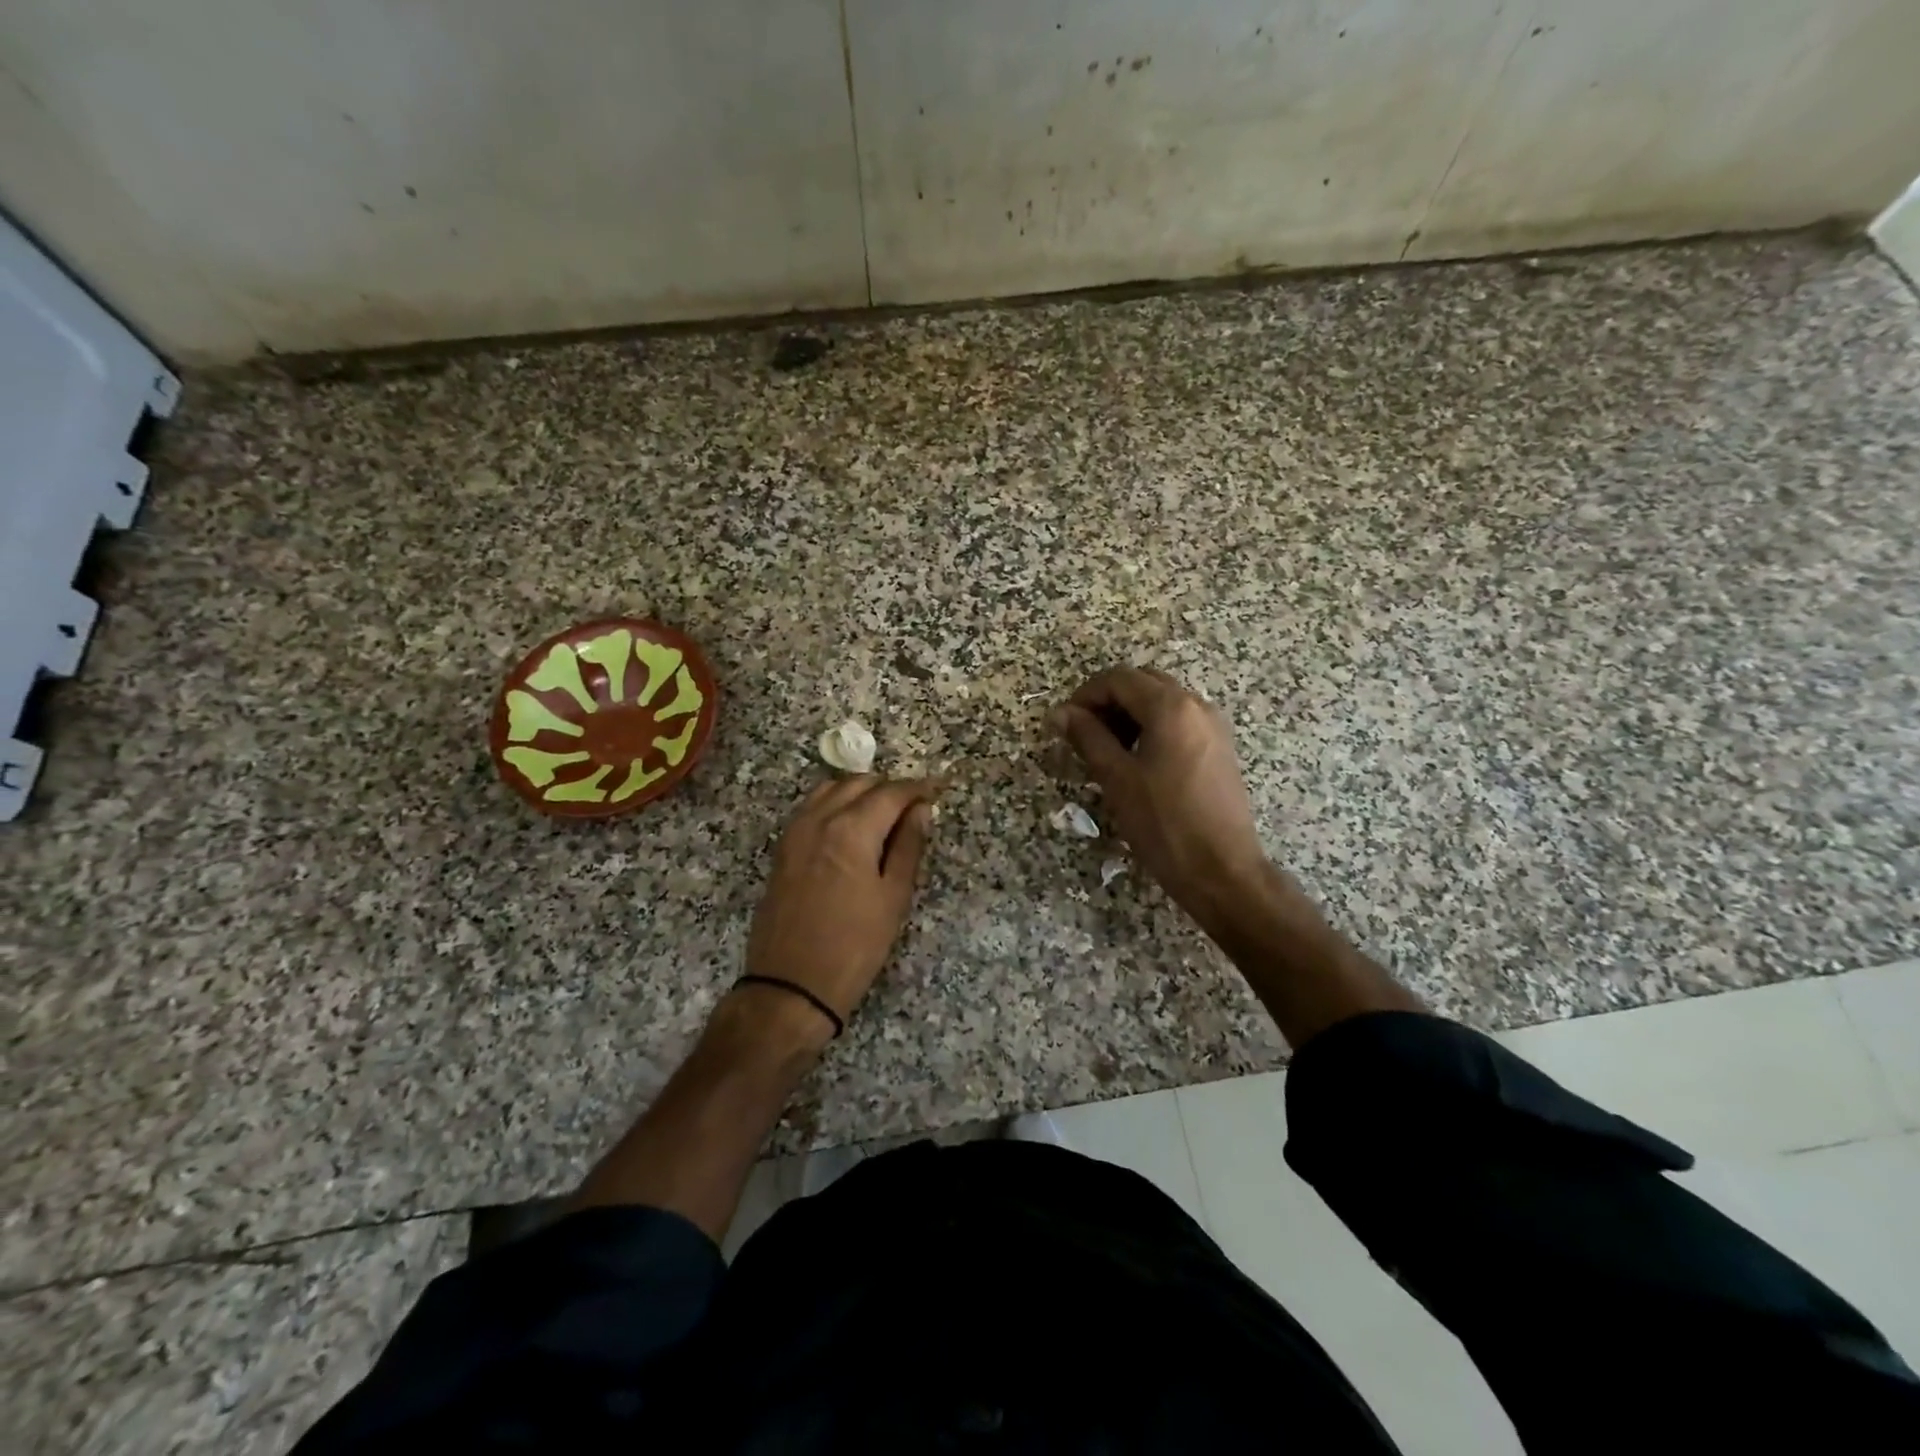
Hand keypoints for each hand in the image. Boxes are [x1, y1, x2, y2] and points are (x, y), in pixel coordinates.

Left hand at [742, 776, 937, 1037]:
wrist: (790, 985)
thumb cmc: (854, 946)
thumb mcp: (893, 898)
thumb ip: (909, 846)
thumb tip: (921, 810)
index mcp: (851, 829)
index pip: (891, 792)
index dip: (917, 788)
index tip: (937, 790)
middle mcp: (819, 819)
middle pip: (859, 783)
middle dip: (889, 788)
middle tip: (913, 808)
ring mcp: (795, 831)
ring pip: (831, 789)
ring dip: (859, 791)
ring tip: (883, 815)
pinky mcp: (782, 848)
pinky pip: (811, 807)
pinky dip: (834, 804)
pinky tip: (850, 827)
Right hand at [1050, 667, 1269, 926]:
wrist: (1222, 870)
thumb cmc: (1164, 824)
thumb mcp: (1117, 778)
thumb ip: (1088, 737)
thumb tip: (1060, 713)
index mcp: (1171, 707)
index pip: (1118, 678)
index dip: (1085, 695)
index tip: (1065, 724)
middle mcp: (1197, 705)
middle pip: (1142, 683)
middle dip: (1108, 702)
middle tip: (1083, 735)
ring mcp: (1213, 726)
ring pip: (1162, 701)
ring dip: (1129, 715)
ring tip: (1106, 751)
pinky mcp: (1219, 748)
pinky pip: (1179, 721)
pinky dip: (1152, 728)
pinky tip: (1136, 762)